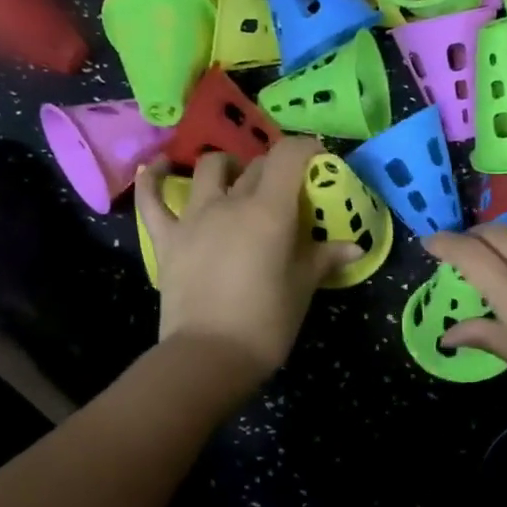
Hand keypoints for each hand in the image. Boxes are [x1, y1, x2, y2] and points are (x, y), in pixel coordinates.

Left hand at [134, 138, 360, 386]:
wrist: (209, 357)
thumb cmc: (266, 323)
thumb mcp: (303, 289)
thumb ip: (324, 258)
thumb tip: (355, 247)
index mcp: (269, 211)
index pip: (289, 157)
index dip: (306, 149)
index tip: (318, 161)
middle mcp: (230, 203)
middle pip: (256, 166)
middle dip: (276, 168)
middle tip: (289, 189)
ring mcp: (193, 218)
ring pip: (208, 169)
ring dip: (227, 165)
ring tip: (237, 177)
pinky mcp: (166, 238)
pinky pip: (152, 200)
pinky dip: (152, 179)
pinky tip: (156, 167)